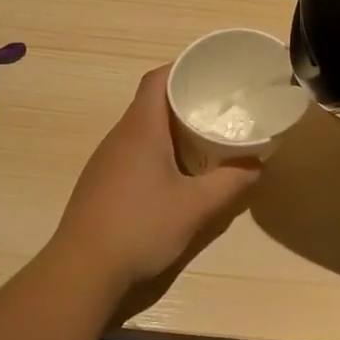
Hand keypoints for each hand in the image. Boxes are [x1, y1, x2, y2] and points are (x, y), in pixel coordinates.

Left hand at [50, 67, 261, 312]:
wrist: (82, 269)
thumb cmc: (141, 227)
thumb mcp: (195, 207)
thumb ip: (230, 183)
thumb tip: (257, 164)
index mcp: (141, 129)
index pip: (157, 79)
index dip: (182, 69)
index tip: (211, 74)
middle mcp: (119, 136)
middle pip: (151, 103)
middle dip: (184, 100)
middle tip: (218, 108)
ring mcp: (106, 160)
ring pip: (141, 130)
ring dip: (170, 129)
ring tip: (202, 138)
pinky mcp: (100, 182)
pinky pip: (132, 152)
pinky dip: (156, 151)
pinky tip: (174, 174)